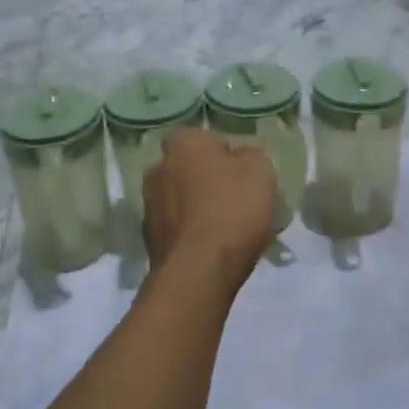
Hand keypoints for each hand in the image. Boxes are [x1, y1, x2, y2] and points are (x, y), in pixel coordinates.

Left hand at [143, 129, 277, 294]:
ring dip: (197, 208)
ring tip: (226, 229)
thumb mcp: (260, 170)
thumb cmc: (232, 209)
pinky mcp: (148, 239)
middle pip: (189, 168)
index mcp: (182, 143)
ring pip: (180, 199)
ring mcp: (149, 205)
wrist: (199, 271)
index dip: (224, 154)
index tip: (242, 174)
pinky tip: (211, 248)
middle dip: (207, 180)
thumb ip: (249, 155)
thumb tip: (238, 157)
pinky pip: (176, 227)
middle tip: (235, 199)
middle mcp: (158, 168)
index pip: (203, 138)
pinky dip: (190, 233)